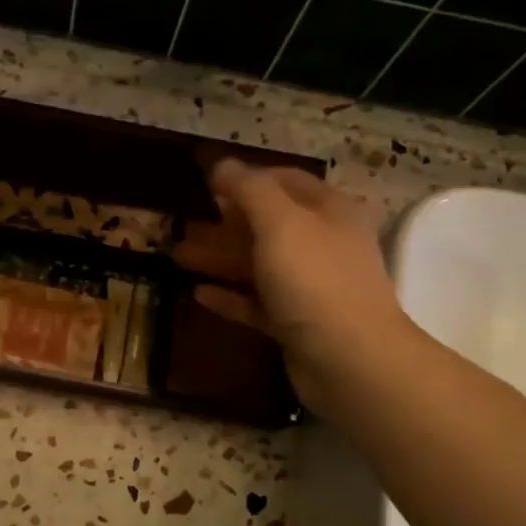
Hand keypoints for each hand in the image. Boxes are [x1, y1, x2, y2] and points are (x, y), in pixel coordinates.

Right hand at [173, 160, 402, 418]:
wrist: (349, 361)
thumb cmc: (314, 281)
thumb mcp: (279, 224)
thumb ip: (248, 190)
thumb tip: (222, 165)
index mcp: (328, 211)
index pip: (285, 181)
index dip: (246, 179)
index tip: (206, 186)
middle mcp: (322, 244)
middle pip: (267, 225)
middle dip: (223, 224)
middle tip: (181, 226)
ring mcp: (311, 287)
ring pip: (258, 265)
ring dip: (219, 259)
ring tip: (176, 257)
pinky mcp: (297, 324)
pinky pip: (257, 303)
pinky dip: (230, 296)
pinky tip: (198, 294)